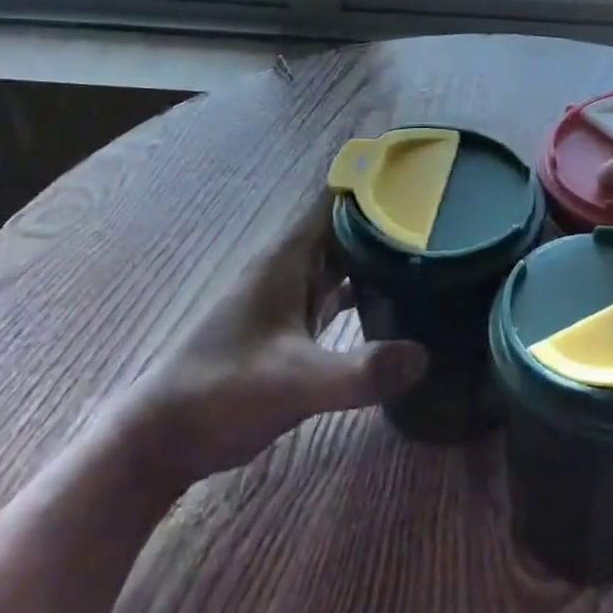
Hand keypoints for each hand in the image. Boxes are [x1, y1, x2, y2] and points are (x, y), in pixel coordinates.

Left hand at [109, 197, 426, 491]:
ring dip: (381, 249)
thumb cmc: (222, 393)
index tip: (425, 173)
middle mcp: (292, 265)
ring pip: (345, 256)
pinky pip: (339, 290)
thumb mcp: (294, 382)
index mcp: (289, 256)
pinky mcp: (294, 325)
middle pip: (349, 223)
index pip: (338, 197)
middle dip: (392, 214)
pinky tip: (401, 298)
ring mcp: (291, 295)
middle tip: (447, 212)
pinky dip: (368, 286)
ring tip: (434, 245)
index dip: (378, 179)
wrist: (165, 439)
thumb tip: (425, 355)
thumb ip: (359, 371)